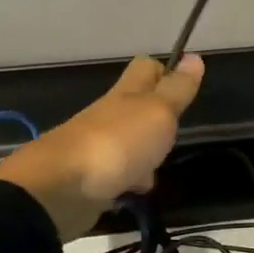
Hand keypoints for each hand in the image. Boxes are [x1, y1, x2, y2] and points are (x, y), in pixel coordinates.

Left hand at [0, 55, 203, 239]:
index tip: (184, 86)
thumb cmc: (117, 143)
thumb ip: (176, 89)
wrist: (59, 190)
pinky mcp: (88, 180)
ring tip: (155, 172)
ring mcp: (96, 149)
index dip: (164, 71)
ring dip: (144, 159)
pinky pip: (116, 178)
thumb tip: (194, 56)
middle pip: (136, 110)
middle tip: (175, 134)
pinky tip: (133, 195)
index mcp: (126, 94)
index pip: (146, 68)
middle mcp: (109, 116)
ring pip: (128, 147)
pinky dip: (126, 185)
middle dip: (158, 123)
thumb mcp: (157, 112)